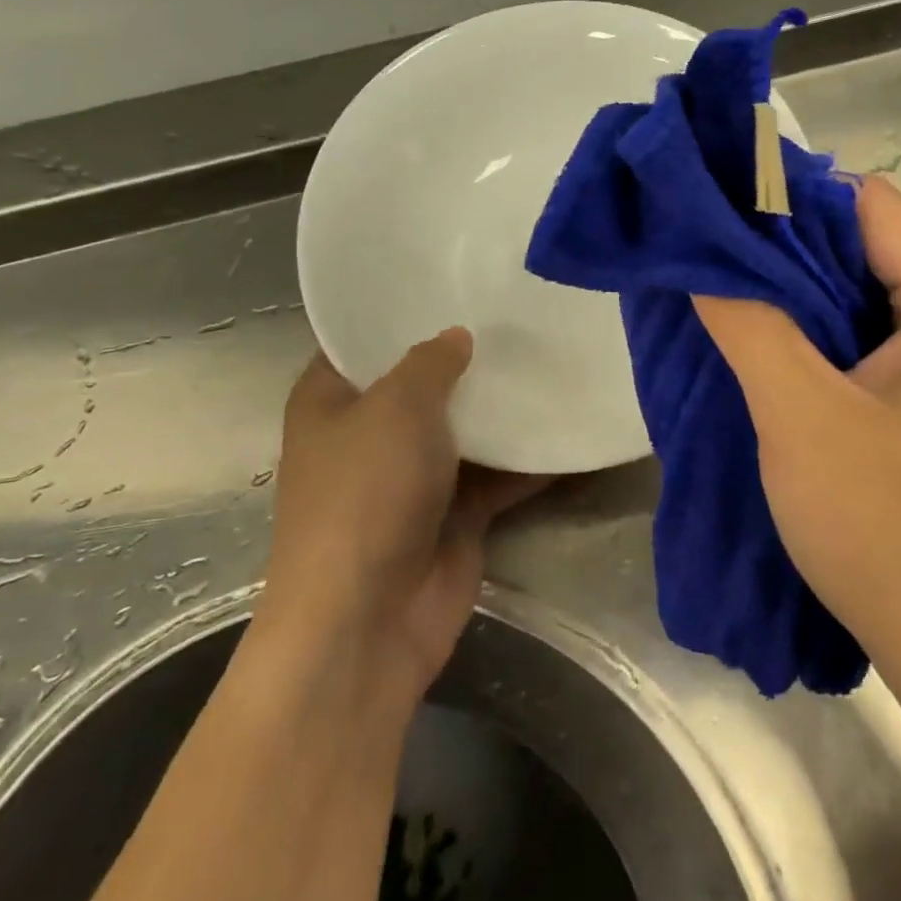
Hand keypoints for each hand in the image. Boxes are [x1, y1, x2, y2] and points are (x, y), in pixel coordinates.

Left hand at [251, 328, 548, 717]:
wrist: (369, 620)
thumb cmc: (365, 494)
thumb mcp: (396, 407)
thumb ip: (431, 363)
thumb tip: (457, 337)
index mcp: (331, 401)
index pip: (362, 341)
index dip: (402, 312)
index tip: (453, 281)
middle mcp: (370, 434)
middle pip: (424, 383)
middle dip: (467, 357)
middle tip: (519, 313)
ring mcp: (414, 476)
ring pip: (466, 429)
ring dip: (504, 408)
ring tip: (554, 356)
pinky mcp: (455, 514)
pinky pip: (498, 474)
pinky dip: (529, 458)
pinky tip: (570, 425)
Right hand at [693, 178, 900, 679]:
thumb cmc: (892, 533)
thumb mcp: (802, 418)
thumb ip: (749, 322)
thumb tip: (701, 253)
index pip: (869, 204)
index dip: (787, 204)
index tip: (715, 221)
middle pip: (870, 249)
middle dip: (787, 257)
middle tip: (708, 270)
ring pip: (868, 300)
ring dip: (800, 305)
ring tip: (728, 311)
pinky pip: (879, 346)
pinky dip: (824, 345)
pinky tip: (774, 363)